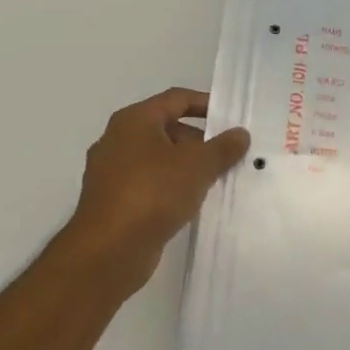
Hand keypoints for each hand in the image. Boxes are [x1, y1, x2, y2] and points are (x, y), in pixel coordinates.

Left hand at [57, 88, 249, 291]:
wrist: (109, 250)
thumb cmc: (153, 193)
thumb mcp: (198, 165)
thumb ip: (223, 147)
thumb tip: (240, 133)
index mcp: (134, 121)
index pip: (176, 99)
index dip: (206, 103)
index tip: (232, 117)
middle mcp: (118, 140)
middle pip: (168, 128)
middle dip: (200, 140)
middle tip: (229, 154)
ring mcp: (112, 172)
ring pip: (159, 158)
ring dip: (188, 165)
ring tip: (217, 179)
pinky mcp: (113, 200)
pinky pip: (150, 183)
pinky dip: (172, 186)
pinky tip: (193, 201)